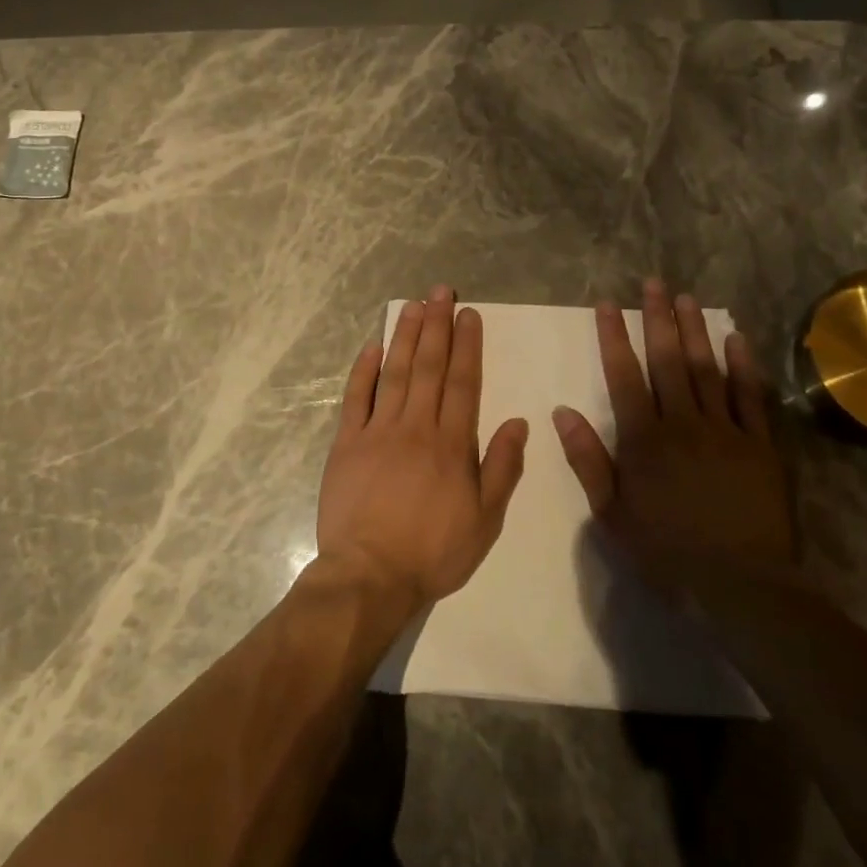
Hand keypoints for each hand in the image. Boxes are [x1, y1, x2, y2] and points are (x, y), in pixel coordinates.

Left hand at [315, 286, 529, 611]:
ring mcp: (378, 431)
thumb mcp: (485, 520)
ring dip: (404, 336)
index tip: (468, 314)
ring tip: (413, 305)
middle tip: (440, 292)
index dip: (467, 345)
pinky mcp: (347, 443)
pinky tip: (371, 346)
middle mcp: (416, 426)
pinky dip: (363, 370)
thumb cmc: (433, 551)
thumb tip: (519, 422)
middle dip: (437, 326)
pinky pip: (356, 398)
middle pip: (428, 366)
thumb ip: (502, 468)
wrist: (370, 574)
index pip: (462, 382)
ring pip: (394, 373)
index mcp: (452, 443)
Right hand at [552, 280, 793, 603]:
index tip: (608, 304)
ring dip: (695, 331)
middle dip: (657, 319)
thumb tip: (562, 413)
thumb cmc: (666, 551)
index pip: (624, 376)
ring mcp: (726, 431)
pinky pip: (751, 397)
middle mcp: (683, 423)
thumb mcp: (611, 514)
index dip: (614, 337)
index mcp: (644, 440)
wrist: (740, 584)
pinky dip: (743, 366)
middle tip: (653, 283)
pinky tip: (736, 339)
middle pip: (668, 361)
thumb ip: (588, 460)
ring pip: (707, 369)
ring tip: (687, 298)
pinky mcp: (761, 445)